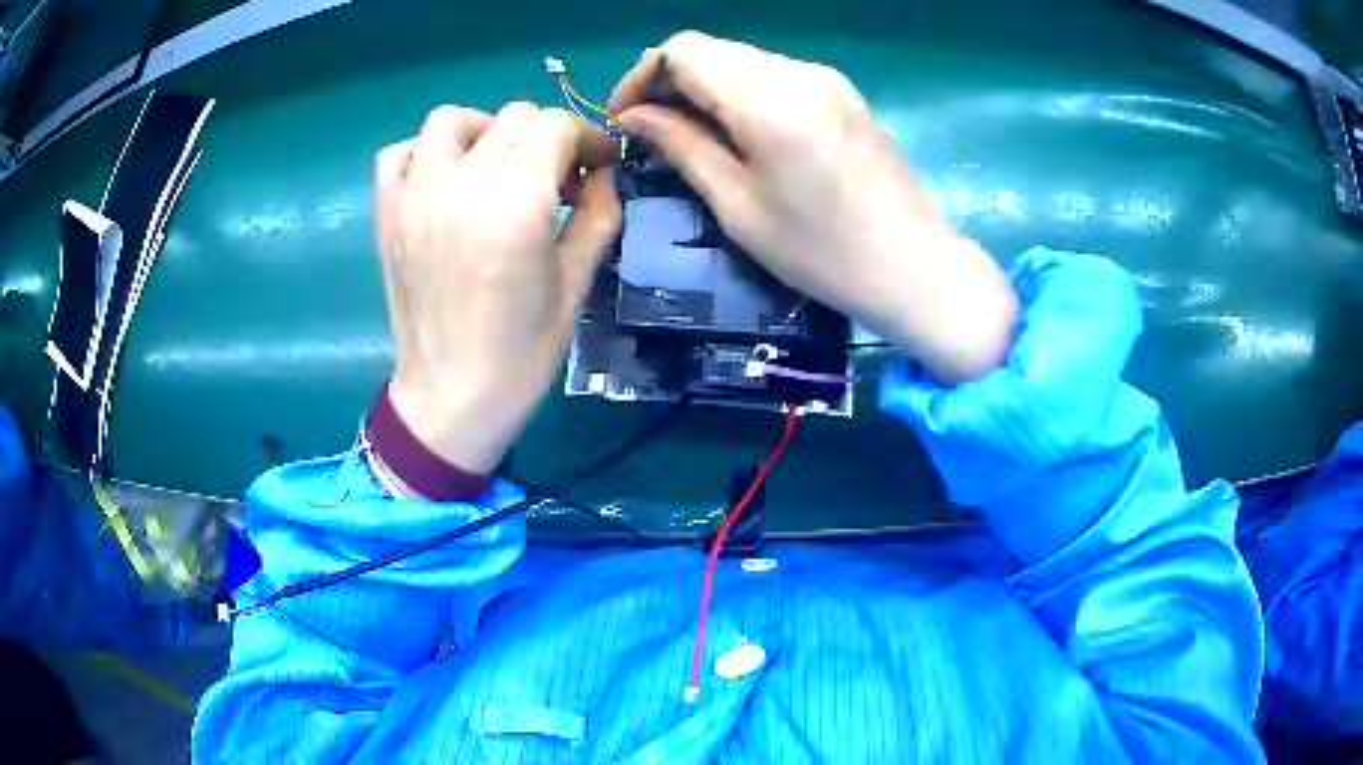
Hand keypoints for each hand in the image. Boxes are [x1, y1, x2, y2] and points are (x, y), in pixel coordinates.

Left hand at [375, 103, 619, 472]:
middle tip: (559, 178)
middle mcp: (460, 187)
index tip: (599, 166)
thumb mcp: (577, 283)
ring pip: (452, 119)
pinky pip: (401, 152)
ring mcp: (415, 197)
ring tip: (500, 168)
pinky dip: (428, 153)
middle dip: (548, 137)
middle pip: (513, 116)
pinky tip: (447, 181)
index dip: (588, 138)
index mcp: (515, 207)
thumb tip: (603, 173)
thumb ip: (600, 214)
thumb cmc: (521, 353)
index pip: (555, 126)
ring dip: (487, 131)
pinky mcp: (387, 214)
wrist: (450, 397)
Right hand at [611, 32, 1016, 382]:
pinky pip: (774, 75)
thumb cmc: (822, 253)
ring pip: (741, 59)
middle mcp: (799, 72)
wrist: (915, 267)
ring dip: (705, 87)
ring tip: (690, 136)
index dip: (643, 75)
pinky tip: (737, 133)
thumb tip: (634, 117)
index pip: (684, 50)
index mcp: (770, 99)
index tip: (626, 119)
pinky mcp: (842, 92)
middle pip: (712, 49)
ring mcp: (826, 78)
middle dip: (669, 81)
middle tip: (651, 132)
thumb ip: (682, 147)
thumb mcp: (738, 206)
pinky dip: (741, 93)